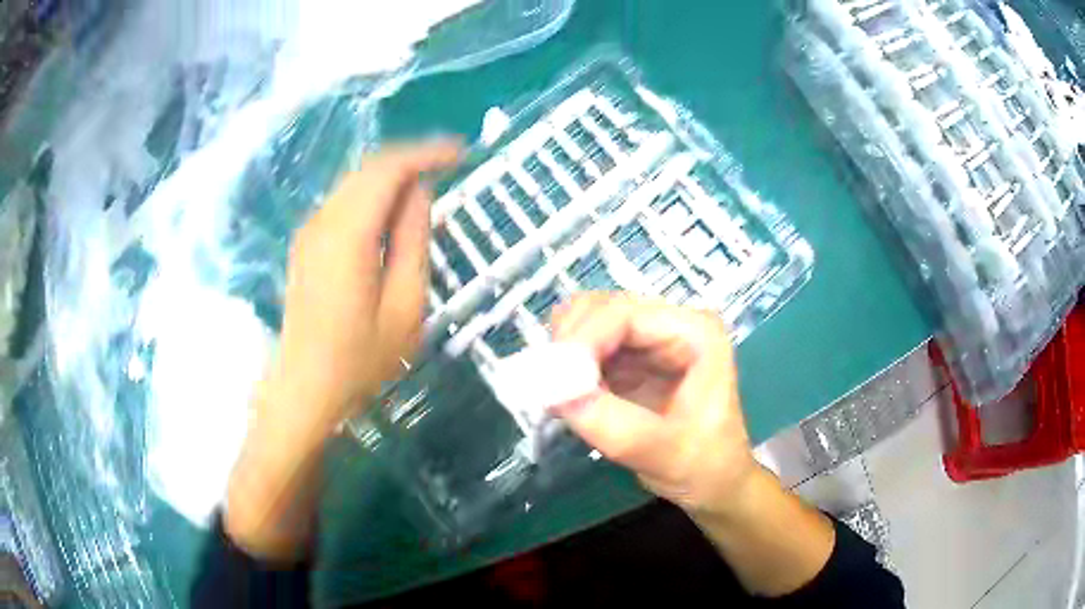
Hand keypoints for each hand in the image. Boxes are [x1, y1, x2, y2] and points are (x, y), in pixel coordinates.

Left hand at [226, 141, 460, 560]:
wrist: (303, 392)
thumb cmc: (359, 361)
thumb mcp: (404, 307)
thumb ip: (413, 242)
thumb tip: (419, 194)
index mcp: (347, 234)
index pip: (388, 168)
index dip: (427, 153)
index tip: (461, 154)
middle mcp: (322, 221)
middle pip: (368, 168)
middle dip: (411, 159)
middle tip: (450, 166)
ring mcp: (309, 232)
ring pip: (354, 182)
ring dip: (391, 176)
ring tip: (428, 186)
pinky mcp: (306, 245)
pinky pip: (344, 202)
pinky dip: (373, 195)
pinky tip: (393, 213)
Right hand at [550, 292, 756, 517]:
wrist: (713, 483)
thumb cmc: (704, 466)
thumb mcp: (663, 453)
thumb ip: (612, 425)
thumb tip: (555, 395)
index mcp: (695, 332)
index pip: (624, 313)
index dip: (582, 338)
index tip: (552, 378)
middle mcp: (670, 323)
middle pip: (600, 308)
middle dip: (568, 344)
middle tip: (549, 387)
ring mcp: (647, 339)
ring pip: (586, 323)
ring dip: (564, 356)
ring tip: (560, 396)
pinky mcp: (629, 360)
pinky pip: (585, 348)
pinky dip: (567, 368)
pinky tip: (568, 397)